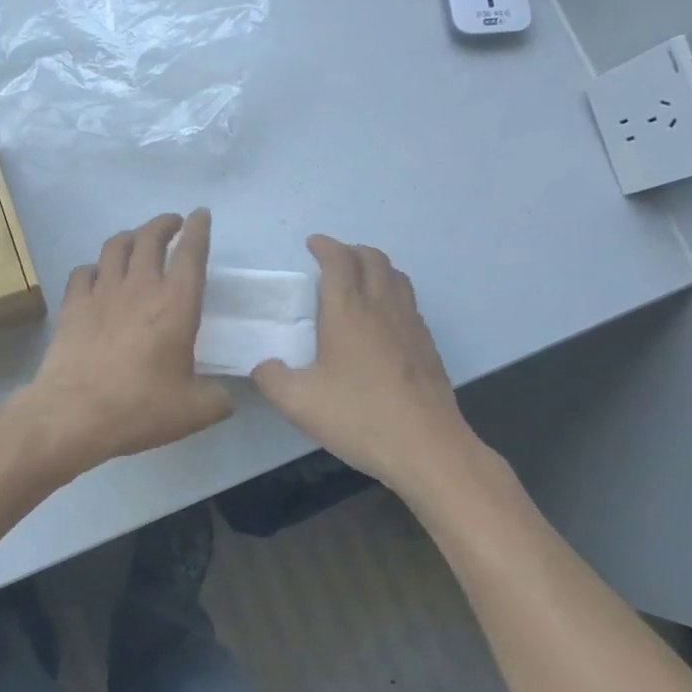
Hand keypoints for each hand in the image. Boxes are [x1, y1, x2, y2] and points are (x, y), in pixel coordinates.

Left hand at [20, 209, 233, 474]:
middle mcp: (140, 287)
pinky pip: (84, 271)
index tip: (200, 214)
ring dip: (130, 237)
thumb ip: (218, 399)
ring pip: (115, 246)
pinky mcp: (73, 306)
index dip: (198, 229)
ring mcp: (102, 293)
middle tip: (172, 224)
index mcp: (176, 304)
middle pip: (150, 238)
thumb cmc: (141, 407)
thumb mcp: (195, 411)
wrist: (75, 414)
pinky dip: (95, 267)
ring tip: (136, 240)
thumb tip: (226, 397)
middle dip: (164, 223)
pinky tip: (97, 276)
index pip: (191, 253)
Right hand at [252, 236, 483, 494]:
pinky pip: (409, 302)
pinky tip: (383, 319)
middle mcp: (382, 308)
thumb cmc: (358, 417)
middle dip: (351, 250)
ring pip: (397, 277)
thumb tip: (263, 366)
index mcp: (348, 312)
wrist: (426, 446)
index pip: (339, 261)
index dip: (325, 246)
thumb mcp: (297, 402)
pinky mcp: (427, 346)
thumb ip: (271, 378)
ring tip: (359, 280)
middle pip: (373, 259)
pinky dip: (392, 293)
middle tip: (333, 259)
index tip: (313, 244)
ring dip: (376, 267)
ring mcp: (411, 325)